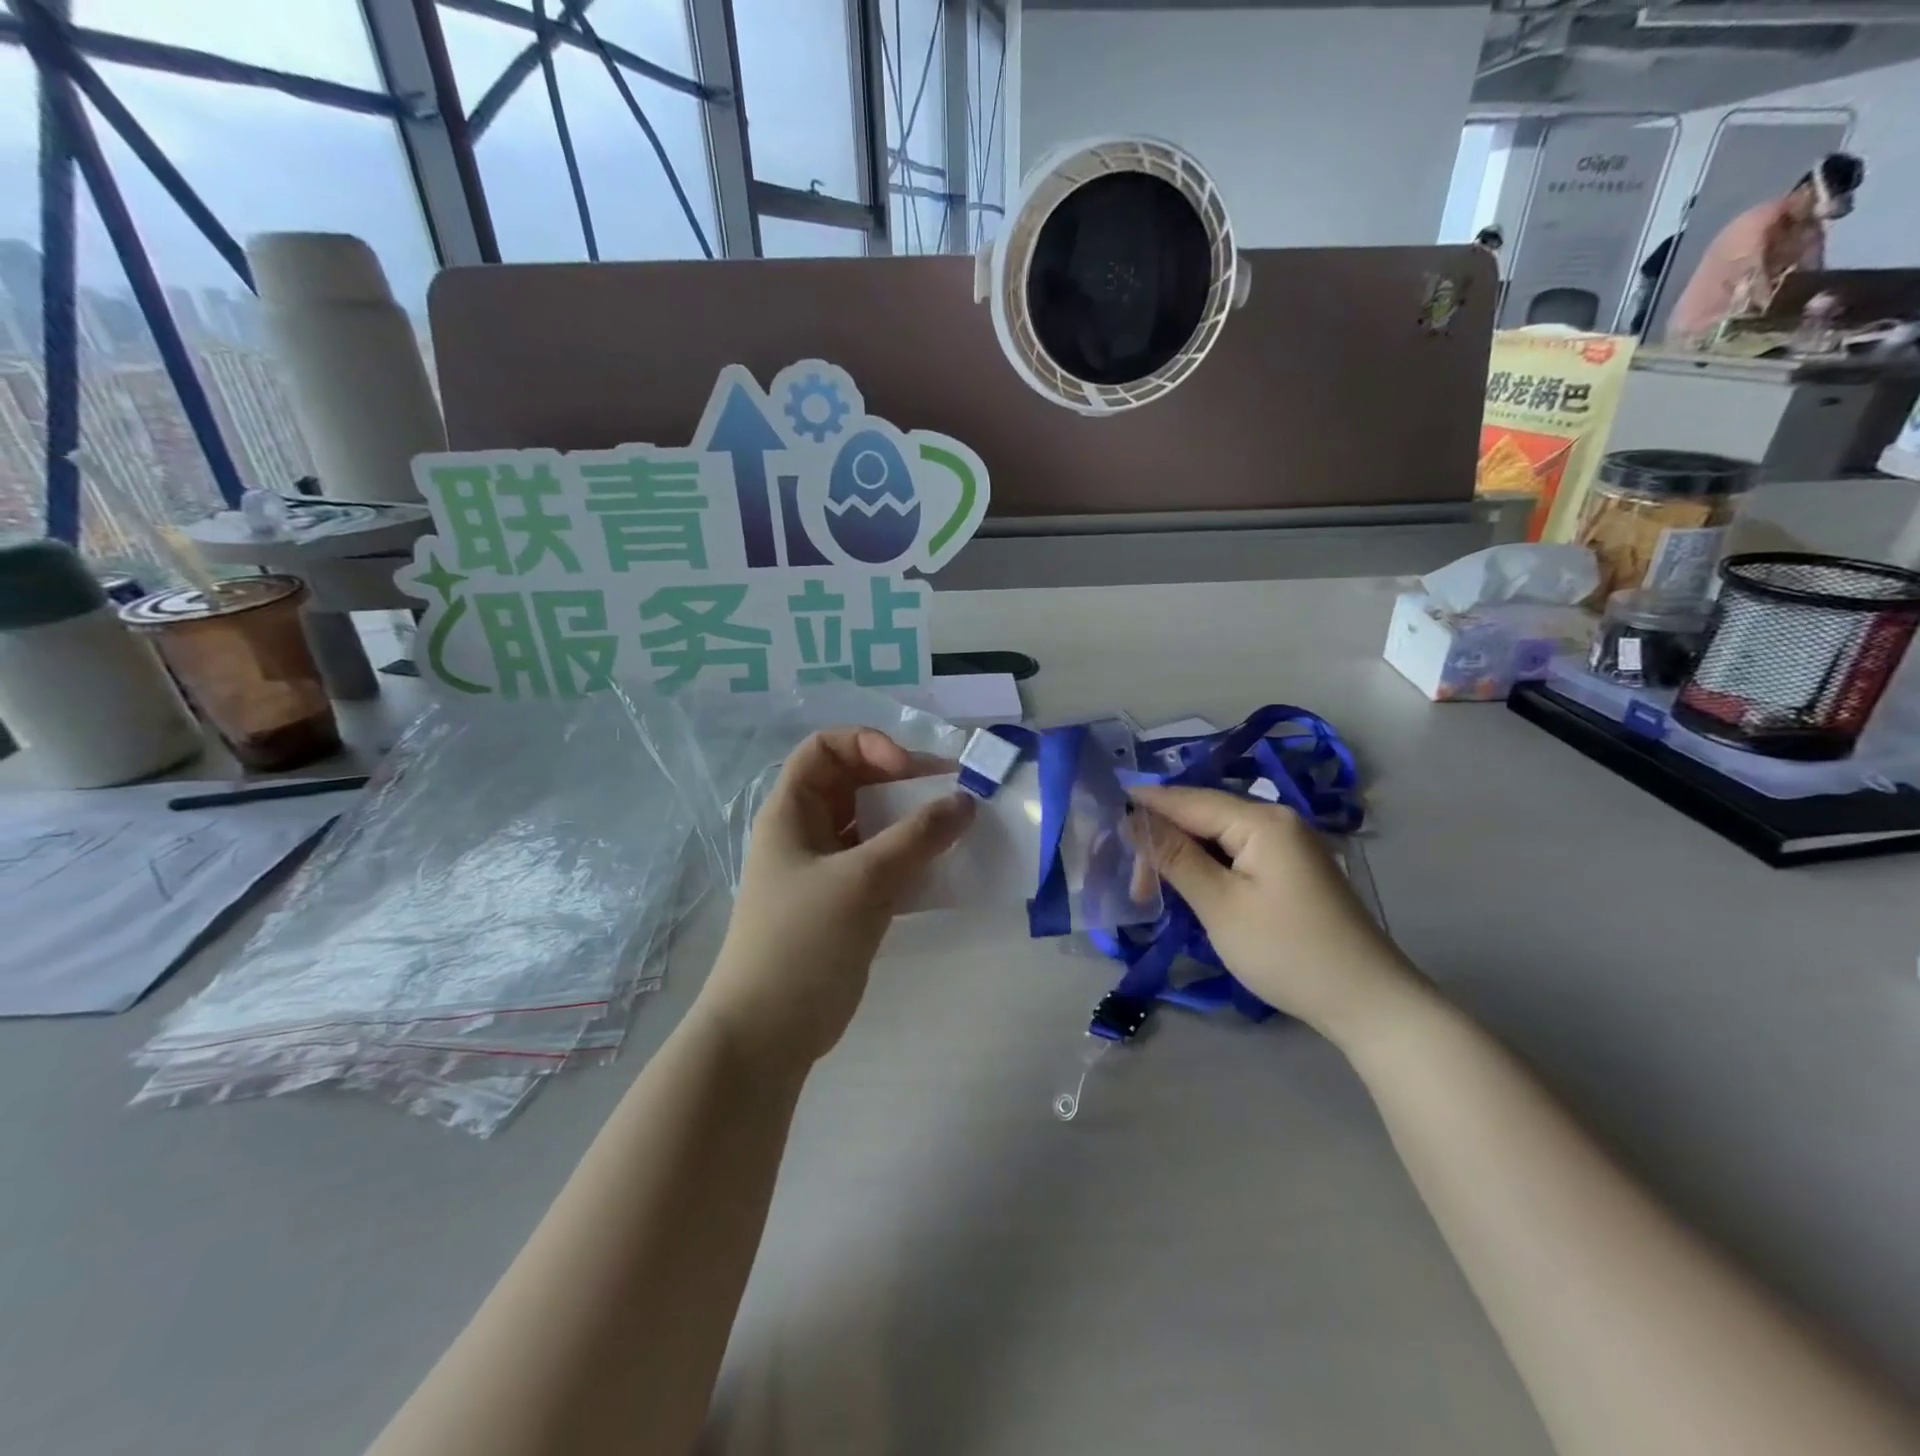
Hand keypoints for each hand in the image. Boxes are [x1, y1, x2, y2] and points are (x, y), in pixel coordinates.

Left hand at [697, 728, 975, 1072]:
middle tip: (952, 792)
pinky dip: (912, 858)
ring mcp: (826, 869)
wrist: (767, 1033)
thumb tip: (966, 802)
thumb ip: (917, 837)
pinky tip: (944, 868)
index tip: (908, 770)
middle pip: (855, 783)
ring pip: (873, 825)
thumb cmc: (802, 942)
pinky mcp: (845, 902)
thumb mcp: (862, 881)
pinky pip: (883, 863)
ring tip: (957, 827)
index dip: (867, 745)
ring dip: (913, 821)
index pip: (825, 748)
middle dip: (902, 781)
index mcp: (791, 811)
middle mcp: (807, 831)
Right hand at [1130, 785, 1427, 1049]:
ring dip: (1182, 856)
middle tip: (1130, 881)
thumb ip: (1174, 856)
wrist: (1367, 1002)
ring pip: (1218, 836)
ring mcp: (1288, 845)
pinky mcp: (1291, 870)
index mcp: (1262, 820)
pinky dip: (1207, 867)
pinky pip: (1237, 853)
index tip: (1103, 814)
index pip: (1189, 800)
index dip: (1145, 805)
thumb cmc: (1287, 951)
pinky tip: (1187, 885)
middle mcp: (1277, 821)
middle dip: (1162, 839)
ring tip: (1149, 887)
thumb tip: (1132, 818)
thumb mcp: (1219, 904)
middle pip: (1203, 816)